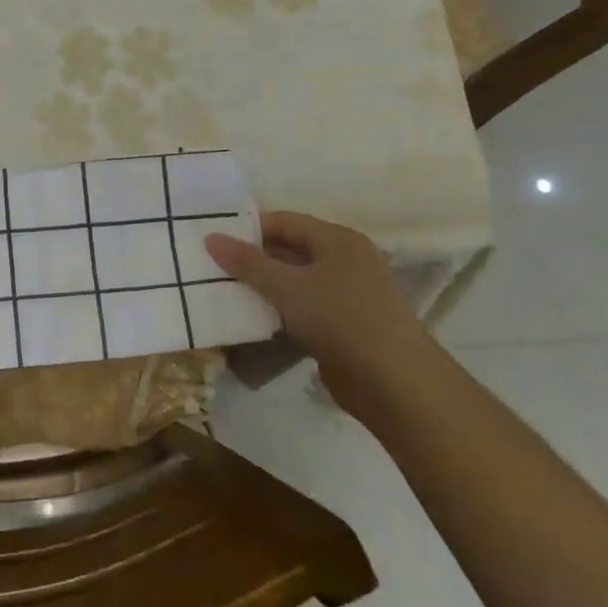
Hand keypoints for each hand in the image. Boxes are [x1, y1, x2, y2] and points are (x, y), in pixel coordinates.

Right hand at [205, 212, 442, 421]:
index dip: (248, 229)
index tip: (213, 242)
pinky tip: (255, 321)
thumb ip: (247, 263)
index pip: (284, 222)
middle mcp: (346, 260)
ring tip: (225, 294)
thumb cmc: (342, 321)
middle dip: (253, 260)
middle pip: (290, 250)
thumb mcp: (287, 287)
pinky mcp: (346, 325)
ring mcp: (349, 294)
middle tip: (213, 269)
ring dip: (265, 288)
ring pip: (296, 282)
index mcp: (338, 240)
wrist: (396, 384)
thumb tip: (210, 237)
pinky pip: (306, 308)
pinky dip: (281, 311)